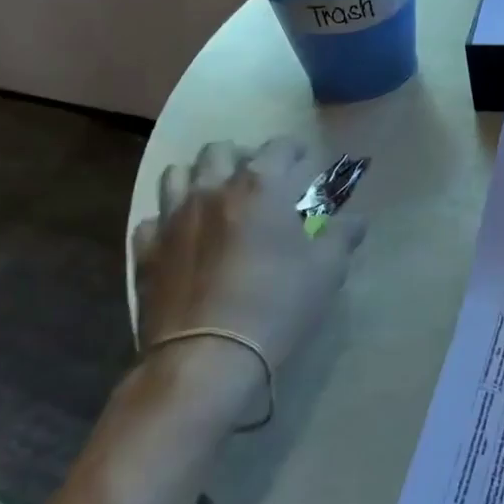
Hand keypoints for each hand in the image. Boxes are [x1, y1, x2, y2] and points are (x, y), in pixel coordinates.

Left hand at [128, 138, 364, 408]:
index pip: (279, 146)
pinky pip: (152, 220)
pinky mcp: (146, 250)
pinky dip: (167, 221)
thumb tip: (356, 220)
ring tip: (213, 197)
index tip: (304, 158)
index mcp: (260, 185)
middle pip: (220, 149)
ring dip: (198, 177)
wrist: (207, 357)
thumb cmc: (276, 304)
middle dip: (241, 155)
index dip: (295, 148)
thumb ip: (342, 236)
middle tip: (256, 177)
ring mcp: (173, 218)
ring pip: (177, 174)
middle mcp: (213, 188)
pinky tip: (181, 237)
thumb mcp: (326, 270)